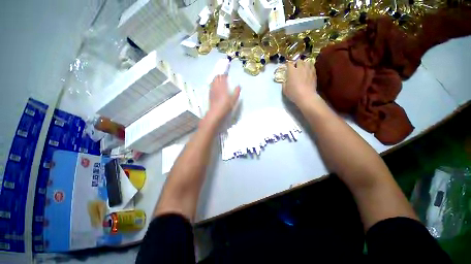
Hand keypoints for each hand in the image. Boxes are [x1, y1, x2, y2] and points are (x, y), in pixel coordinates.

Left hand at [208, 75, 240, 120]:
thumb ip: (236, 92)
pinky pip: (211, 86)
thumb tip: (239, 86)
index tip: (227, 75)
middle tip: (223, 77)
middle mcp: (216, 86)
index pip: (223, 77)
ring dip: (216, 79)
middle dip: (220, 76)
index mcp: (223, 86)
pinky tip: (215, 87)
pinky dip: (213, 84)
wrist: (216, 112)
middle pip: (217, 77)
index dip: (225, 75)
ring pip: (213, 81)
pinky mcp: (210, 94)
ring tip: (219, 81)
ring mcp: (212, 90)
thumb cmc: (225, 106)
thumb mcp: (233, 100)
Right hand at [282, 60, 318, 105]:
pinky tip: (308, 71)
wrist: (306, 96)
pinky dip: (309, 67)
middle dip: (296, 63)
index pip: (289, 63)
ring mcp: (308, 70)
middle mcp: (300, 68)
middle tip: (295, 68)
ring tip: (302, 68)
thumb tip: (285, 80)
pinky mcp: (314, 73)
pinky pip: (312, 66)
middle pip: (299, 61)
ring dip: (304, 64)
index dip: (288, 65)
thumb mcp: (285, 90)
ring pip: (306, 62)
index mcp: (291, 71)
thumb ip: (284, 83)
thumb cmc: (293, 93)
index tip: (287, 67)